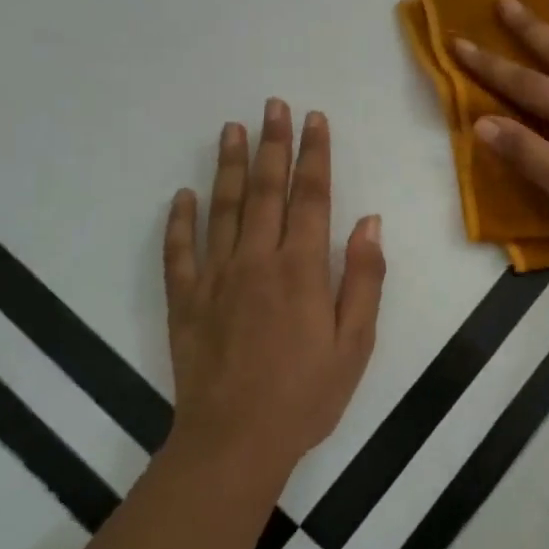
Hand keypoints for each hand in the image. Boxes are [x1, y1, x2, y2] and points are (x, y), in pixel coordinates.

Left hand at [164, 100, 384, 478]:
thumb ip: (363, 278)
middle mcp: (256, 261)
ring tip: (232, 128)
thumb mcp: (355, 343)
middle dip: (273, 144)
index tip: (315, 119)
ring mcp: (215, 278)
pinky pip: (178, 251)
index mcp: (301, 268)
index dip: (314, 154)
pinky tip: (183, 194)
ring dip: (228, 165)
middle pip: (265, 190)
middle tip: (273, 105)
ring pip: (222, 208)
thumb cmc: (306, 395)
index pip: (311, 196)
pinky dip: (179, 220)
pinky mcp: (184, 301)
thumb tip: (369, 221)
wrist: (235, 443)